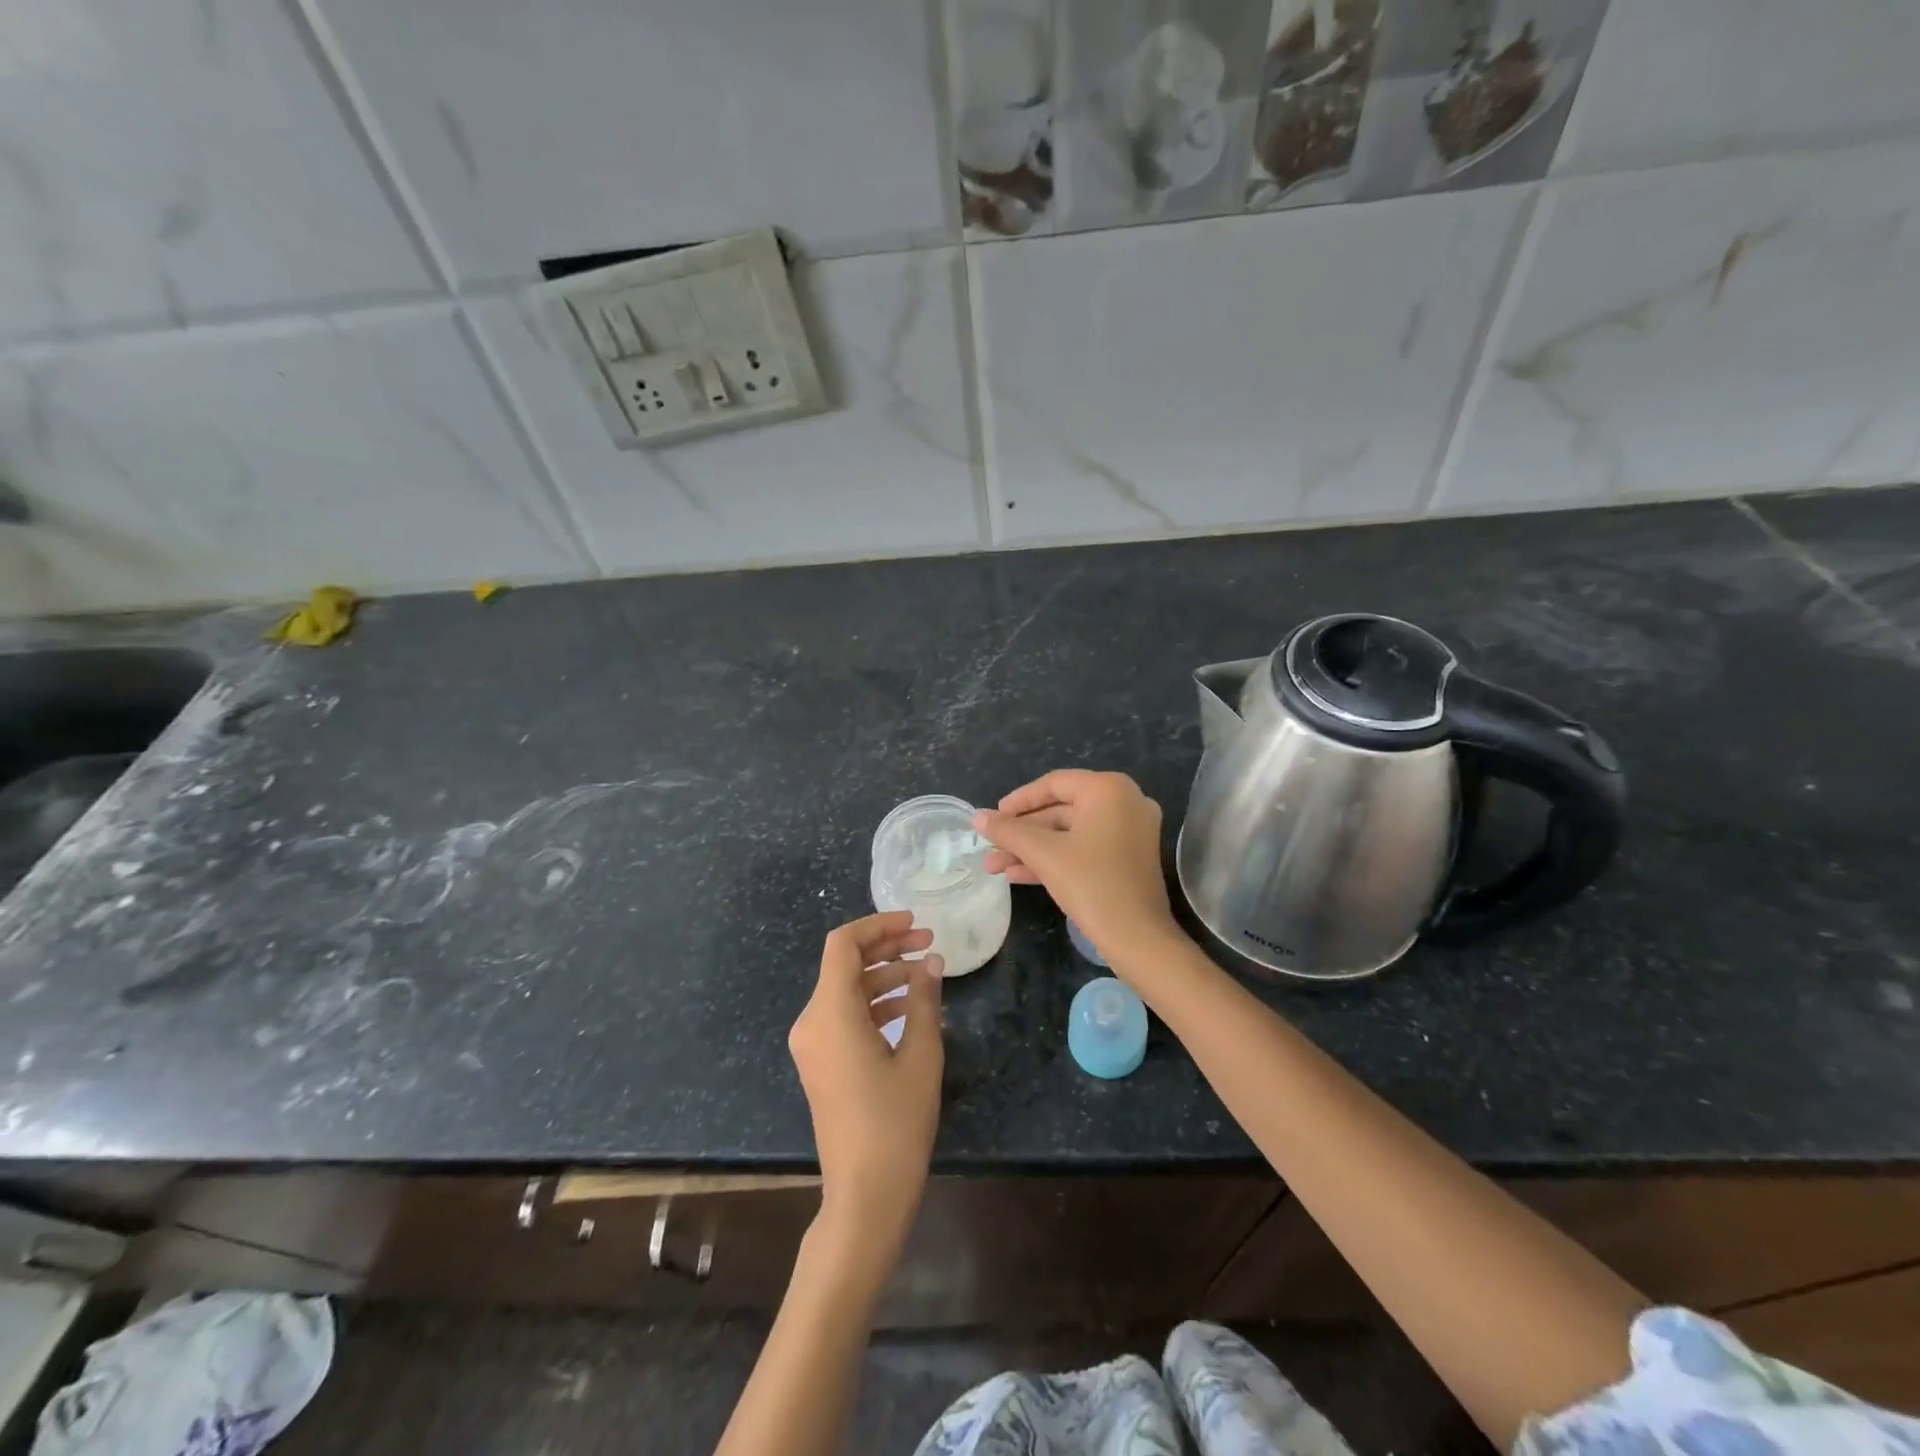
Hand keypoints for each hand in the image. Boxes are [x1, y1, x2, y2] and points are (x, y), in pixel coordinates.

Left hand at [789, 912, 944, 1260]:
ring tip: (926, 971)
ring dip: (883, 974)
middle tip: (929, 942)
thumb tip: (932, 961)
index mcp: (830, 1014)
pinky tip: (909, 1004)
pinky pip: (844, 1015)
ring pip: (846, 988)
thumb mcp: (920, 1056)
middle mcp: (812, 1022)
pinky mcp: (821, 1061)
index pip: (843, 944)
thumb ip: (924, 1000)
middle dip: (887, 947)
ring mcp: (813, 1044)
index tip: (915, 924)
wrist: (865, 1196)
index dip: (878, 925)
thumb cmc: (895, 1124)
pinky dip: (874, 1001)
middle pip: (844, 963)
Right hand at [975, 769, 1177, 962]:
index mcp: (1109, 790)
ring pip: (1070, 833)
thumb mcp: (1043, 854)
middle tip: (991, 846)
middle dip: (1022, 833)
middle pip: (1061, 810)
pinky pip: (1085, 848)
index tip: (993, 817)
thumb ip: (1008, 831)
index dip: (1019, 800)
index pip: (1054, 784)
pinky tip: (1018, 875)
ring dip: (1032, 849)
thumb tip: (978, 817)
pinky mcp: (1128, 859)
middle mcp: (1124, 802)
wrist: (1137, 939)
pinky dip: (1055, 859)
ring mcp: (1130, 832)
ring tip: (995, 866)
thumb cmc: (1091, 884)